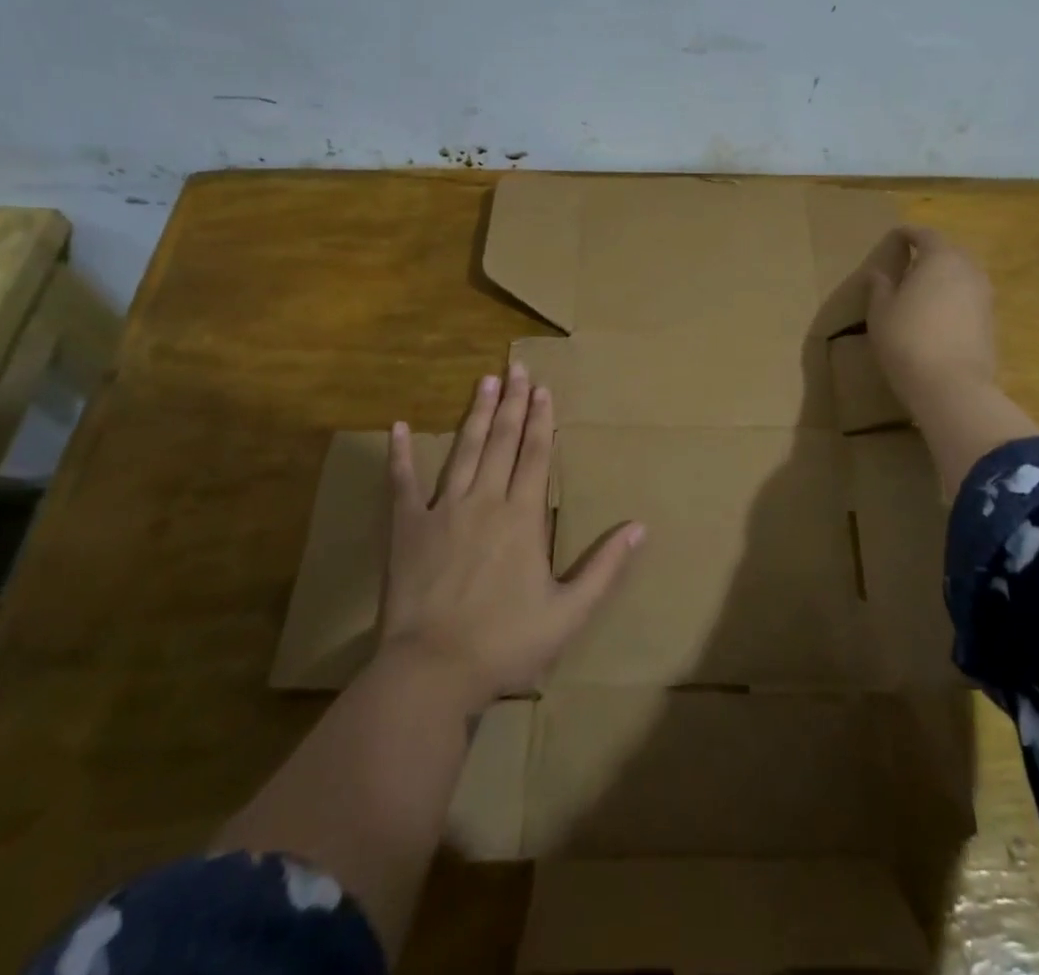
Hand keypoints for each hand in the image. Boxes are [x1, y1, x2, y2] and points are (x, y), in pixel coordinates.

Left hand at [378, 363, 643, 709]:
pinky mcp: (406, 527)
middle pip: (502, 440)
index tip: (543, 389)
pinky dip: (400, 454)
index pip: (535, 454)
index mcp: (522, 516)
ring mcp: (442, 509)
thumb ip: (605, 567)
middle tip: (517, 367)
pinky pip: (402, 482)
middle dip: (512, 402)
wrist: (432, 671)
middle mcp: (484, 500)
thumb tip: (640, 527)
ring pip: (464, 449)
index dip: (541, 420)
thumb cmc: (506, 643)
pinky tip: (397, 427)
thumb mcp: (569, 612)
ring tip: (484, 381)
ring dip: (476, 413)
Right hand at [863, 227, 999, 415]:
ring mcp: (985, 296)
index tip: (895, 237)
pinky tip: (939, 314)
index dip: (908, 234)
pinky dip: (954, 298)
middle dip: (930, 254)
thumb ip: (880, 287)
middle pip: (950, 252)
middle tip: (909, 264)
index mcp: (940, 258)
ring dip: (945, 277)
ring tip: (923, 290)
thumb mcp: (881, 312)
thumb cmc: (907, 340)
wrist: (951, 386)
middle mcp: (969, 270)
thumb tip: (879, 273)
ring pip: (963, 275)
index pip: (925, 234)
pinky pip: (970, 298)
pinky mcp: (991, 321)